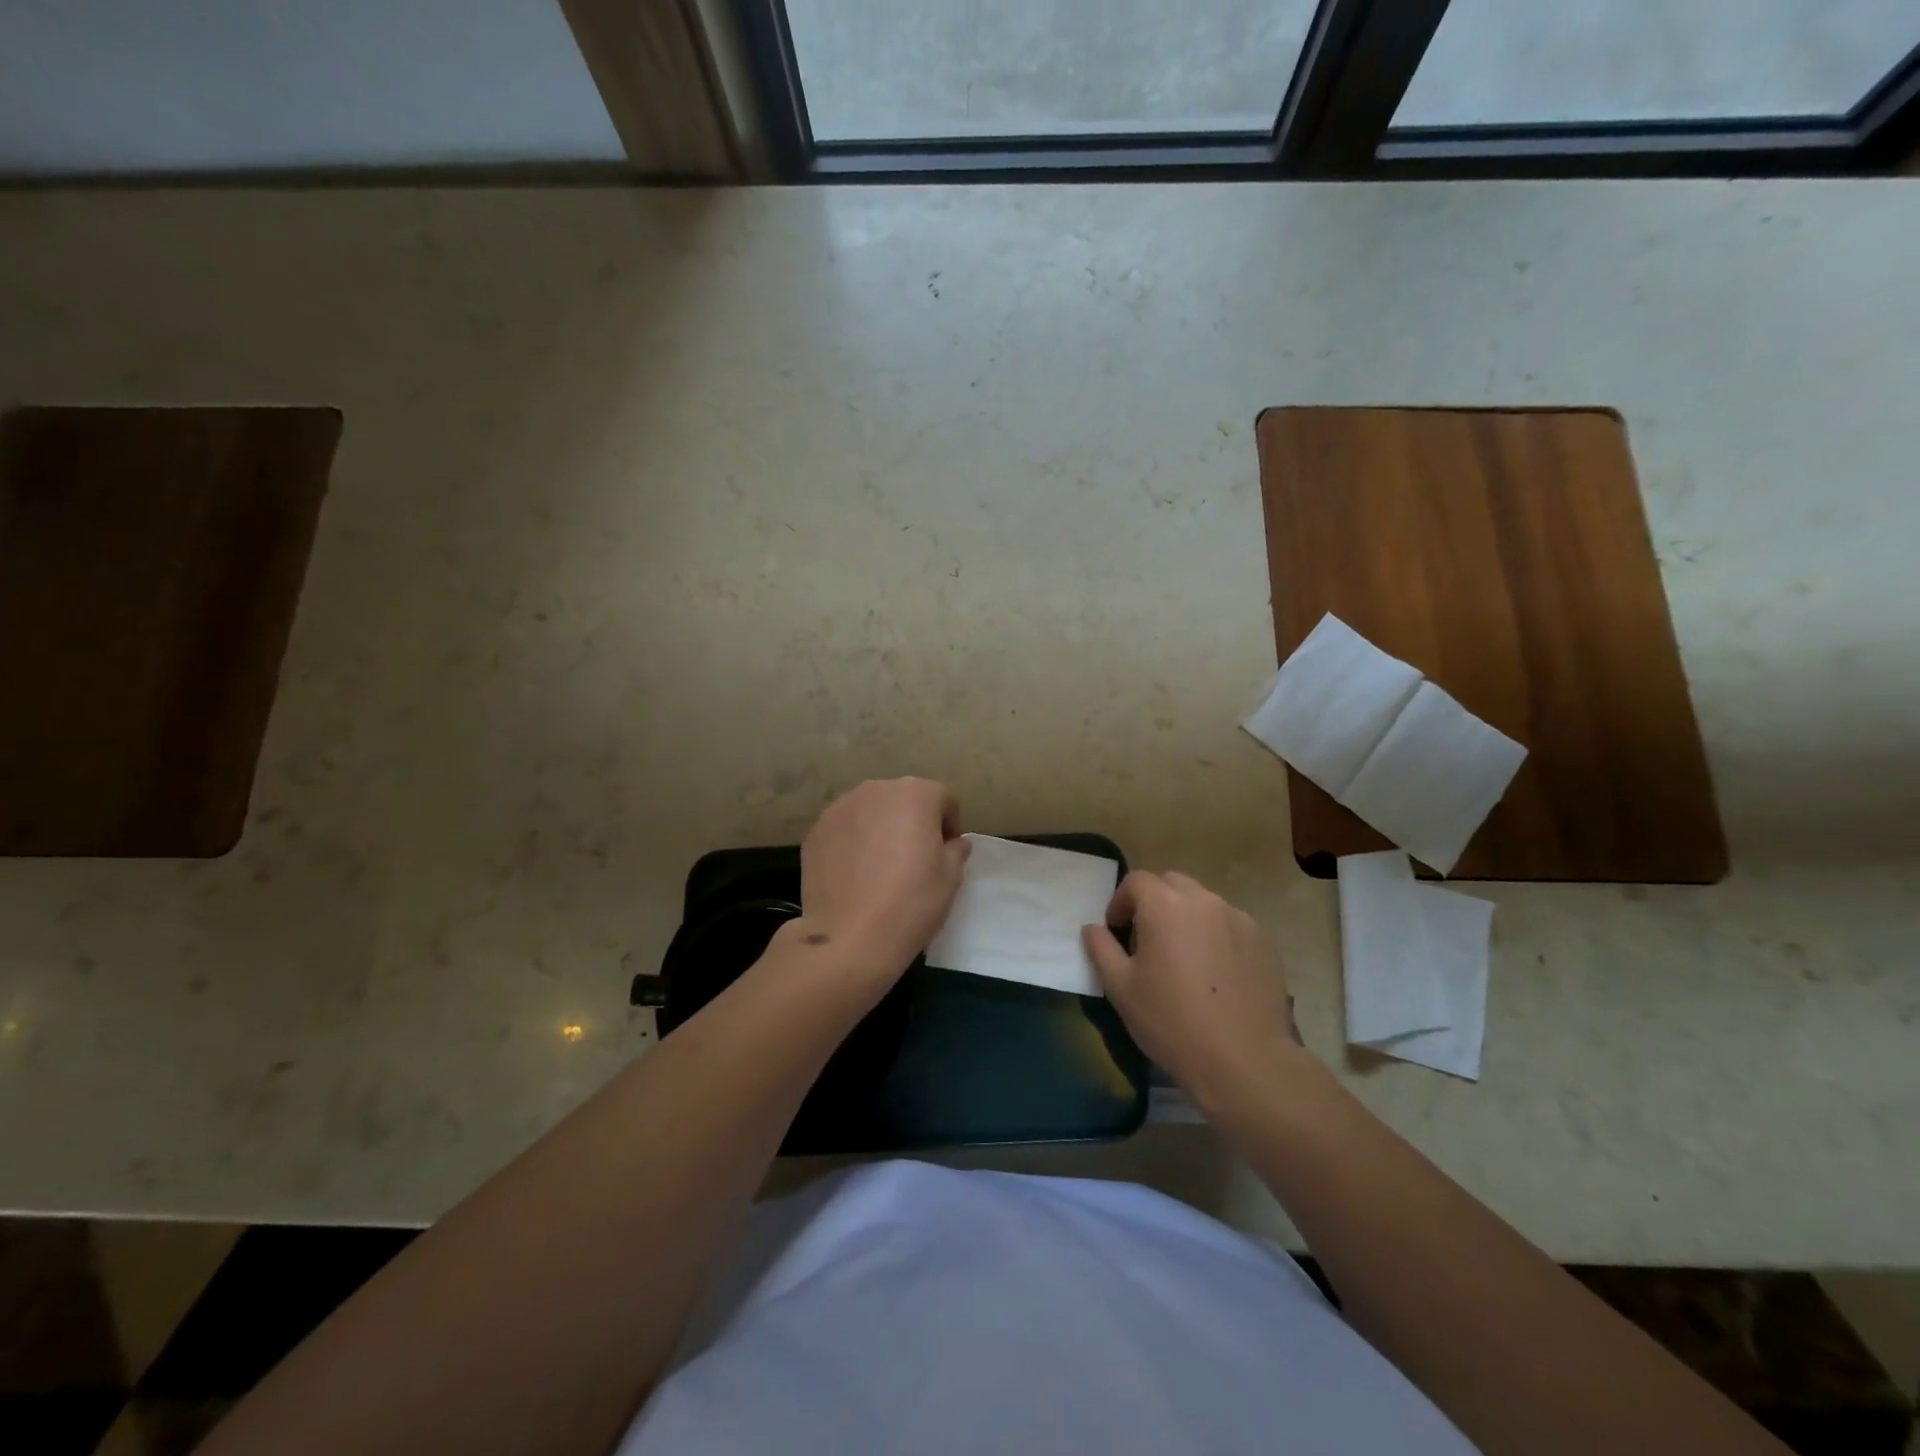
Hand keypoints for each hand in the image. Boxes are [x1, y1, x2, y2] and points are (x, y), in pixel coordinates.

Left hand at [797, 777, 969, 986]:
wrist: (850, 938)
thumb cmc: (911, 902)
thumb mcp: (951, 877)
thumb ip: (955, 849)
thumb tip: (952, 842)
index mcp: (915, 793)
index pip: (942, 798)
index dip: (949, 824)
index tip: (945, 852)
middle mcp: (876, 789)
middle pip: (903, 799)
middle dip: (913, 821)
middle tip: (914, 858)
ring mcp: (840, 808)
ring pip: (871, 812)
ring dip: (881, 829)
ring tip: (881, 866)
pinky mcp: (816, 830)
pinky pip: (845, 829)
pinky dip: (853, 842)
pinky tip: (855, 874)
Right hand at [1082, 871, 1303, 1111]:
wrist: (1244, 1060)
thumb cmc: (1171, 1022)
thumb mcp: (1120, 988)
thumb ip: (1101, 949)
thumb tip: (1093, 928)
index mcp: (1164, 906)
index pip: (1136, 881)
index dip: (1121, 901)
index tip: (1117, 930)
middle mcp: (1203, 901)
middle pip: (1172, 884)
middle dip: (1154, 903)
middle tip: (1148, 940)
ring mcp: (1238, 918)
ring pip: (1203, 904)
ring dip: (1187, 918)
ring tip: (1184, 958)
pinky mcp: (1263, 941)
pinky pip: (1230, 925)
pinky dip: (1216, 936)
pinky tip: (1216, 974)